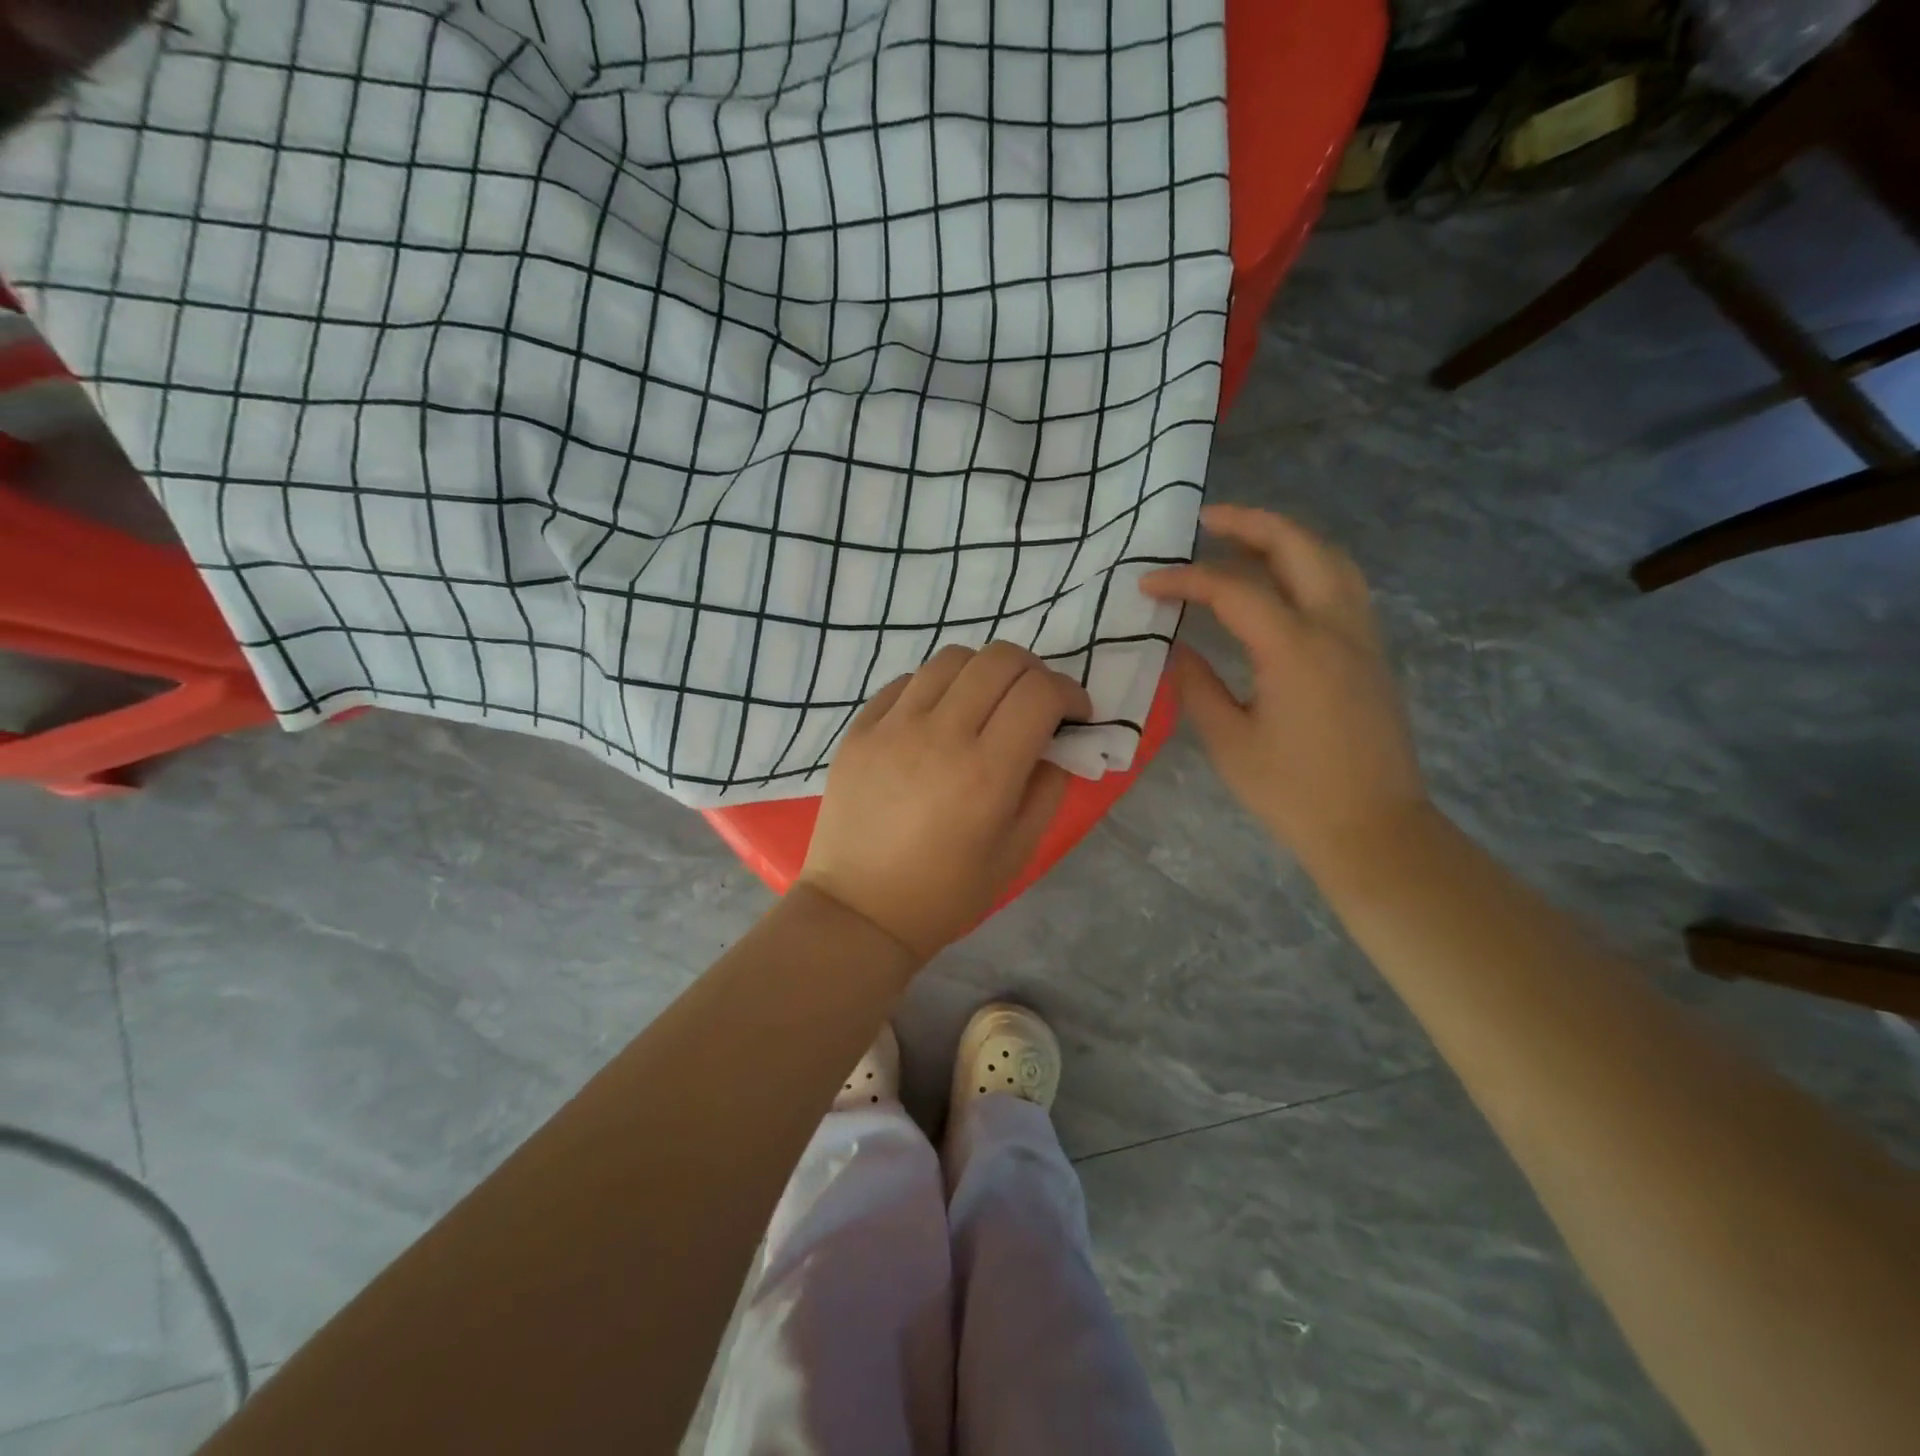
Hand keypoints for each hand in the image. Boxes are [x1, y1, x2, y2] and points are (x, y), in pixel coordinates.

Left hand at [800, 642, 1093, 961]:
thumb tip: (1056, 743)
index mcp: (986, 771)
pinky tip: (938, 718)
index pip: (1040, 692)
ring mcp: (893, 726)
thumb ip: (1048, 788)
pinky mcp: (860, 728)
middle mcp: (940, 734)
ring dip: (984, 672)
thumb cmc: (946, 892)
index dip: (1070, 692)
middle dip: (1033, 671)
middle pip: (1000, 658)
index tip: (1074, 714)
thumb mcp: (1018, 852)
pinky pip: (907, 680)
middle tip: (1035, 703)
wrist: (859, 910)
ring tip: (985, 705)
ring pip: (952, 658)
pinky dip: (937, 686)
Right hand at [1141, 504, 1427, 871]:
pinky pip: (1343, 587)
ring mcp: (1363, 637)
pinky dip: (1308, 566)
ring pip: (1331, 559)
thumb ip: (1197, 686)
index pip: (1234, 589)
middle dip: (1249, 524)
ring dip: (1285, 539)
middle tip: (1205, 520)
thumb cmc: (1293, 792)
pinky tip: (1281, 584)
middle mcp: (1336, 627)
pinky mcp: (1372, 654)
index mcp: (1295, 649)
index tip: (1147, 585)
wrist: (1373, 829)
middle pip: (1298, 546)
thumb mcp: (1229, 741)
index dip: (1186, 580)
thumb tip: (1178, 650)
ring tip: (1242, 540)